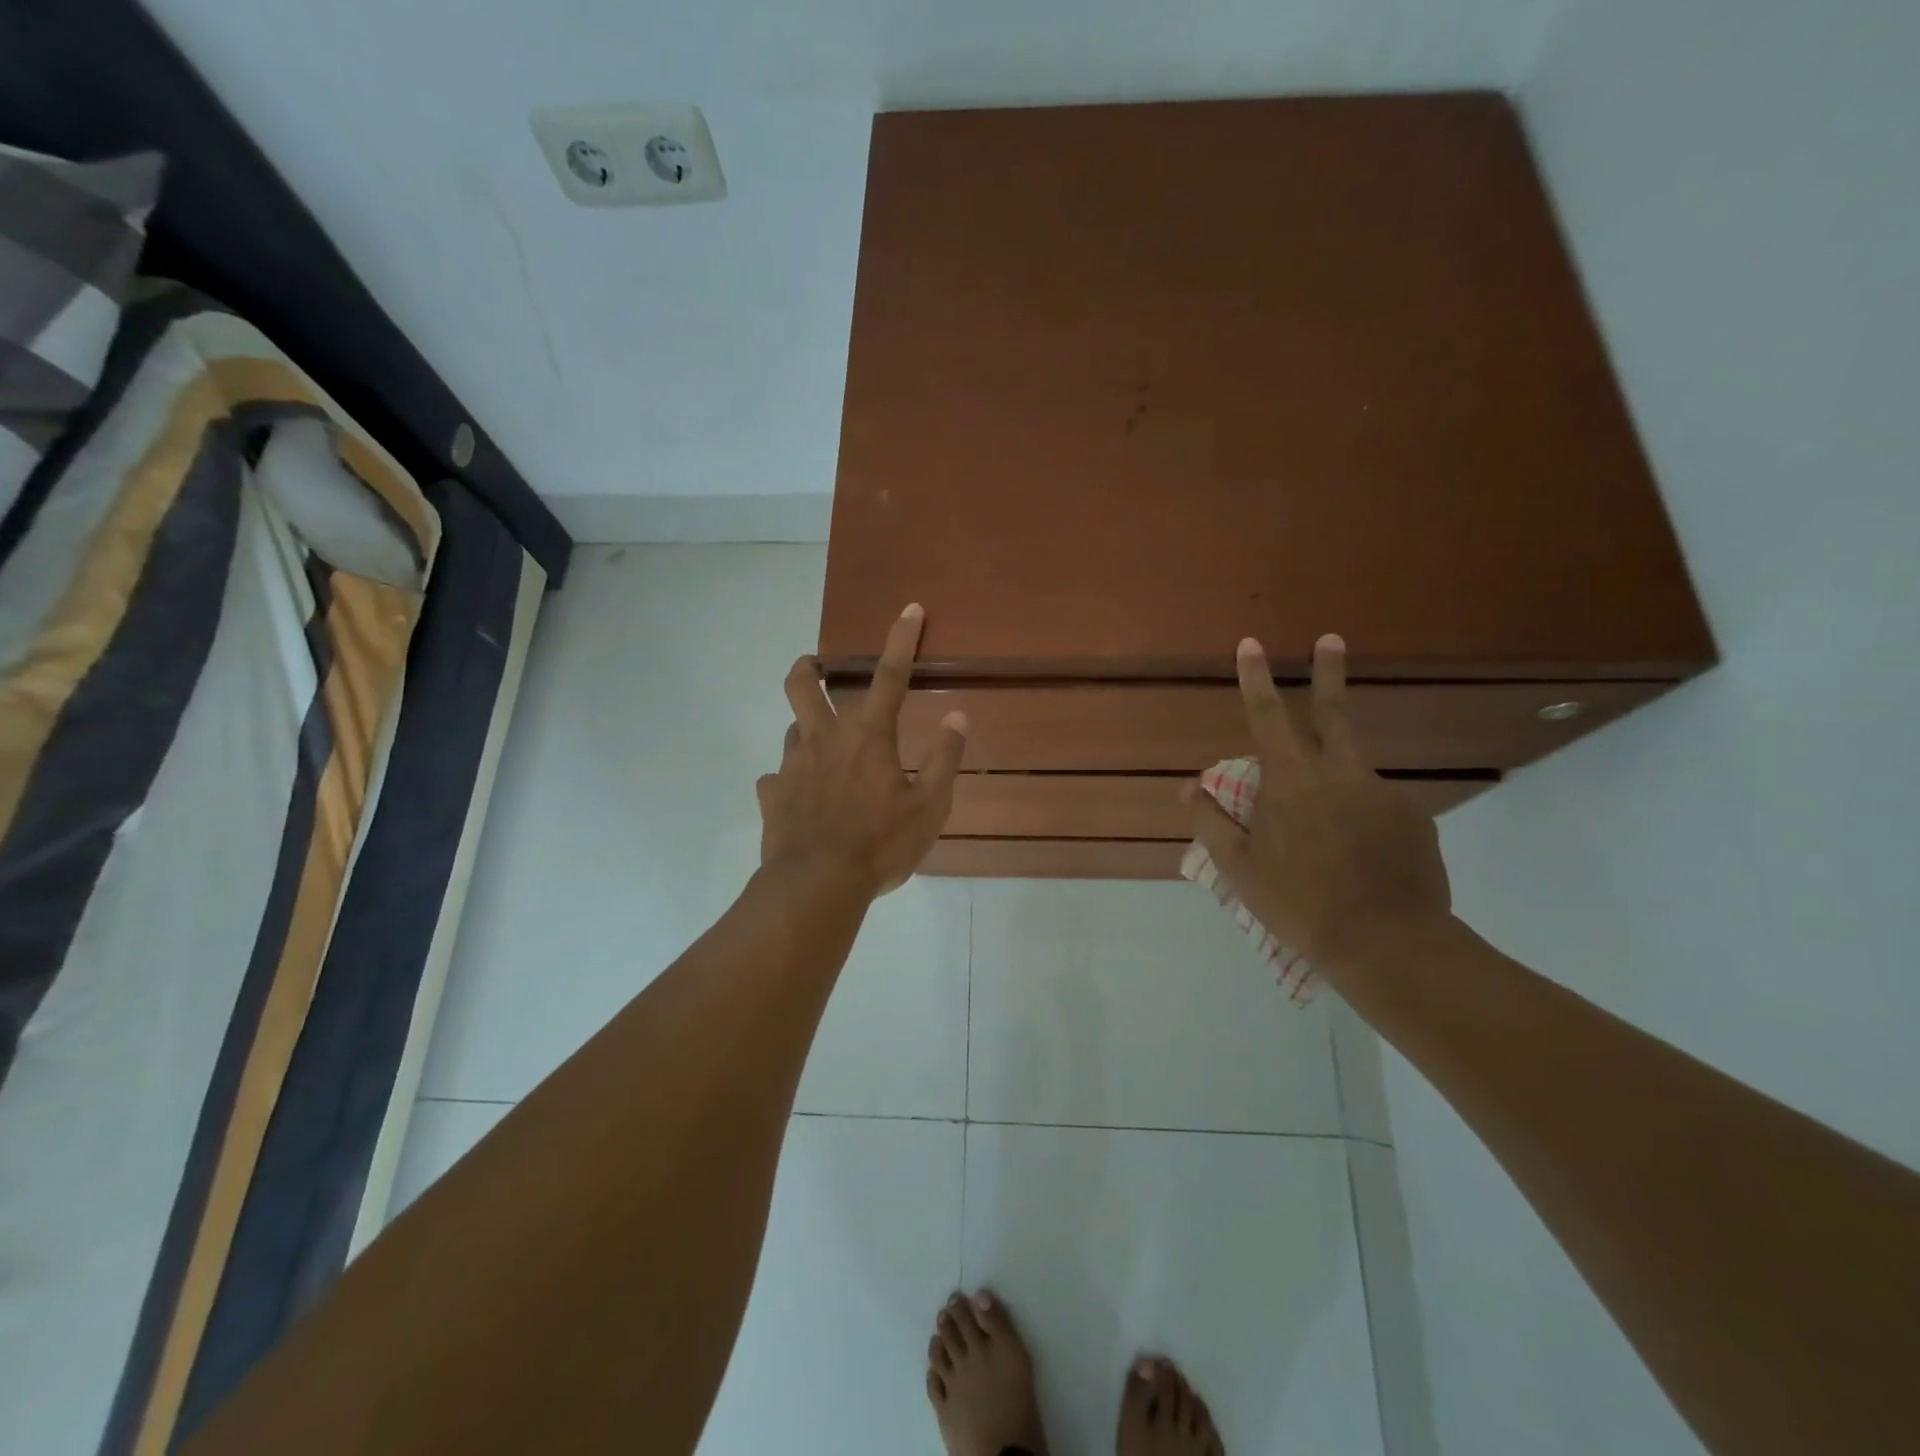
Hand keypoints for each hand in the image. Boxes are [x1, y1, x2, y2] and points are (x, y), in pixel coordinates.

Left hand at [758, 603, 968, 898]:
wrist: (817, 885)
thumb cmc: (880, 844)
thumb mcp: (929, 806)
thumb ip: (944, 758)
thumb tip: (958, 716)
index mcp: (867, 736)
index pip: (890, 675)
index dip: (902, 639)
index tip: (910, 609)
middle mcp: (824, 739)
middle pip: (804, 685)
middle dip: (810, 667)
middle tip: (817, 667)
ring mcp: (791, 766)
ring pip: (791, 728)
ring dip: (806, 727)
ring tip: (822, 747)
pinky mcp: (772, 796)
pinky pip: (777, 779)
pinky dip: (789, 781)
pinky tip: (800, 798)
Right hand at [1188, 634, 1452, 973]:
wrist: (1388, 944)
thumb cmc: (1299, 903)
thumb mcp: (1240, 868)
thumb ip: (1212, 822)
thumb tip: (1189, 787)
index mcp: (1293, 781)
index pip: (1269, 717)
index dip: (1256, 679)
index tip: (1251, 644)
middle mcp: (1342, 774)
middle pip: (1335, 712)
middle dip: (1329, 672)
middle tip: (1331, 639)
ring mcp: (1384, 793)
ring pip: (1352, 771)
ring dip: (1336, 783)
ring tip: (1326, 840)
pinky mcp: (1416, 818)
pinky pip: (1377, 806)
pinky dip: (1362, 819)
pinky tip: (1359, 857)